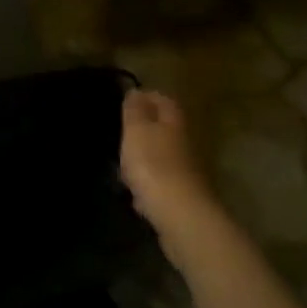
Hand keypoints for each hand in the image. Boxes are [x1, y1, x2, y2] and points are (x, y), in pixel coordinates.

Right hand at [120, 90, 222, 247]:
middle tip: (122, 130)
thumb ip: (135, 109)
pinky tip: (134, 192)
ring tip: (122, 162)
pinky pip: (161, 182)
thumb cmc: (153, 164)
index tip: (127, 99)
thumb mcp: (137, 129)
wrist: (180, 216)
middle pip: (165, 128)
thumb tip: (136, 91)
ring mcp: (185, 172)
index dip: (146, 97)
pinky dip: (148, 183)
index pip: (163, 100)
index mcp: (174, 122)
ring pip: (162, 156)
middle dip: (145, 128)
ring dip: (145, 157)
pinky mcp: (181, 197)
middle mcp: (184, 143)